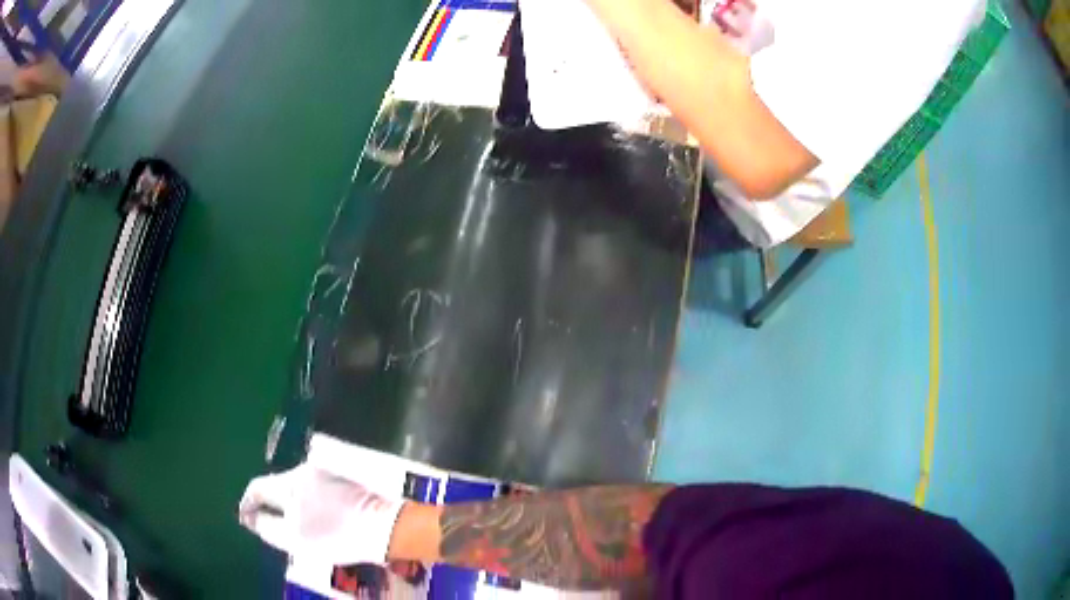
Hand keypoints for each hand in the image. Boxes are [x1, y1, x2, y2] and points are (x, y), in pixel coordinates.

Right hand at [238, 464, 404, 565]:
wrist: (382, 527)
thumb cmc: (335, 536)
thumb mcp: (294, 539)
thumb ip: (267, 526)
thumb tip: (248, 517)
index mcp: (288, 483)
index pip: (257, 487)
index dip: (248, 502)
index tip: (247, 516)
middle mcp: (303, 470)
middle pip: (277, 486)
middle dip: (272, 505)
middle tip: (274, 524)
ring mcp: (323, 471)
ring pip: (297, 488)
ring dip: (292, 503)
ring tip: (300, 524)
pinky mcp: (340, 477)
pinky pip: (314, 487)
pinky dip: (309, 500)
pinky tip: (320, 517)